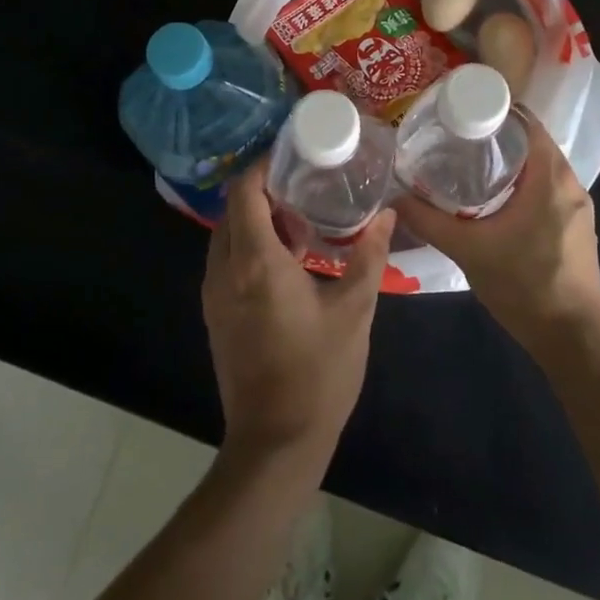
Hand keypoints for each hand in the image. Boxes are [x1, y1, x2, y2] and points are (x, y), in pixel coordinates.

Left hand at [202, 158, 394, 470]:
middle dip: (264, 190)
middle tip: (305, 184)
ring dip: (256, 218)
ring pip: (227, 234)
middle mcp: (224, 270)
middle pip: (233, 208)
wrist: (275, 443)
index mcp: (255, 262)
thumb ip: (368, 256)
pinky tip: (288, 258)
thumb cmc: (318, 374)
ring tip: (302, 217)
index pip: (244, 191)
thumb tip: (386, 215)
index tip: (295, 156)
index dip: (264, 165)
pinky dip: (249, 244)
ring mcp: (214, 293)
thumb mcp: (354, 311)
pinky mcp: (215, 313)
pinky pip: (227, 260)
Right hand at [395, 114, 599, 361]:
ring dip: (509, 161)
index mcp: (551, 177)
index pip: (526, 122)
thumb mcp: (468, 250)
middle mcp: (571, 184)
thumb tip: (394, 197)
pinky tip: (492, 199)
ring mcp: (577, 207)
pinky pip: (546, 189)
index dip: (495, 110)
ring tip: (467, 163)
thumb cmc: (525, 285)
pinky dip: (522, 183)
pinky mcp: (575, 228)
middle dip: (496, 136)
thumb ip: (429, 221)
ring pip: (540, 168)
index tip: (461, 110)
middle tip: (455, 136)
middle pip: (532, 142)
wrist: (573, 339)